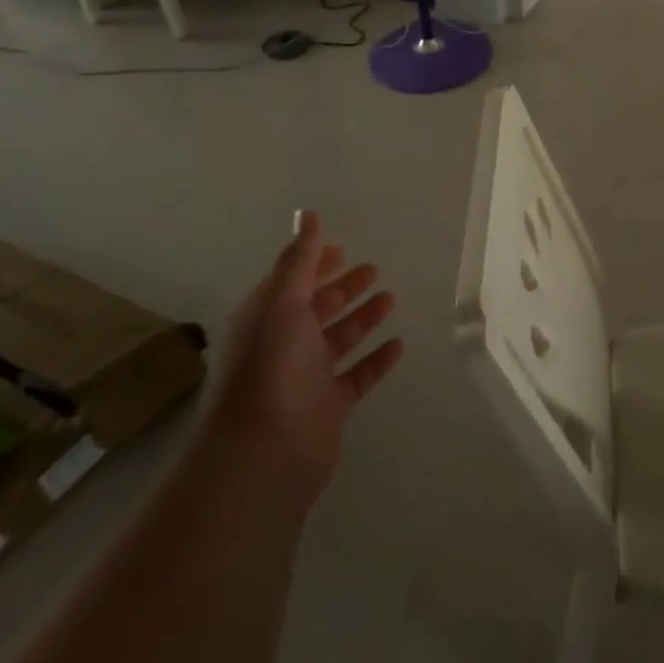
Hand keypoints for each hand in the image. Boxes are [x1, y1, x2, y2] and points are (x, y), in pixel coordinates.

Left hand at [208, 211, 402, 500]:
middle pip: (318, 308)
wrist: (265, 449)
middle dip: (343, 288)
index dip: (316, 263)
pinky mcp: (330, 405)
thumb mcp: (282, 301)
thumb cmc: (271, 366)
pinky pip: (358, 375)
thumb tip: (308, 213)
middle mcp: (285, 343)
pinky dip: (377, 359)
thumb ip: (300, 258)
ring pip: (340, 339)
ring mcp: (308, 376)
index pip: (294, 281)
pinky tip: (398, 344)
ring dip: (363, 318)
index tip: (342, 248)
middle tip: (372, 270)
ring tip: (390, 298)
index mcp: (268, 317)